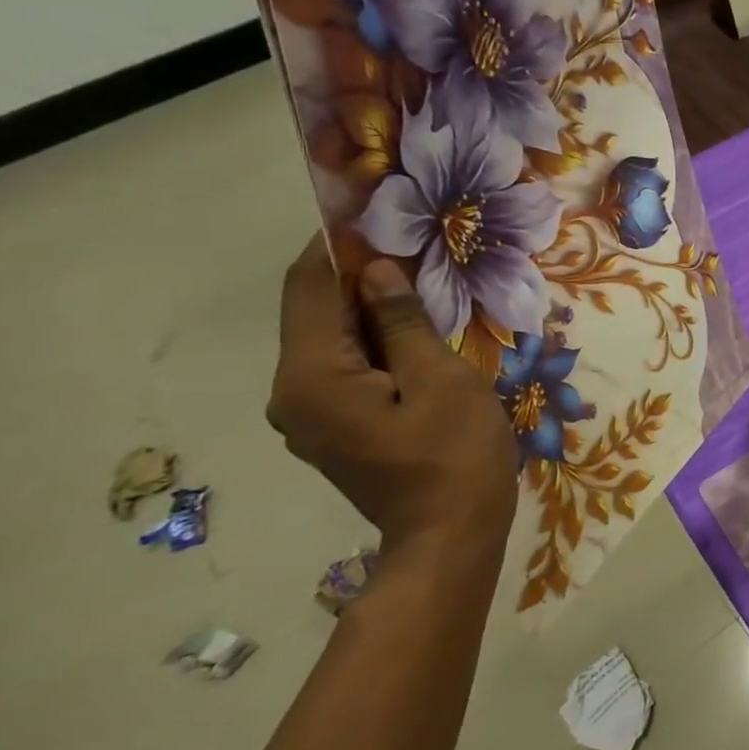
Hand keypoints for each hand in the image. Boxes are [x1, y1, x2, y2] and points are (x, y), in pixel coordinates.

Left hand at [266, 236, 518, 572]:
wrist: (450, 534)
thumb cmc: (455, 453)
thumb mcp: (441, 379)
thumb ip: (403, 322)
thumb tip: (378, 270)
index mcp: (312, 376)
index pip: (310, 289)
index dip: (339, 246)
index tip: (380, 216)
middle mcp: (293, 391)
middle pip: (317, 313)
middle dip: (361, 276)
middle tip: (418, 250)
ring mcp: (310, 415)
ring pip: (333, 341)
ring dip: (372, 310)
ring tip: (425, 288)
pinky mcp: (334, 428)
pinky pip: (346, 369)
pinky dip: (376, 343)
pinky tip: (418, 336)